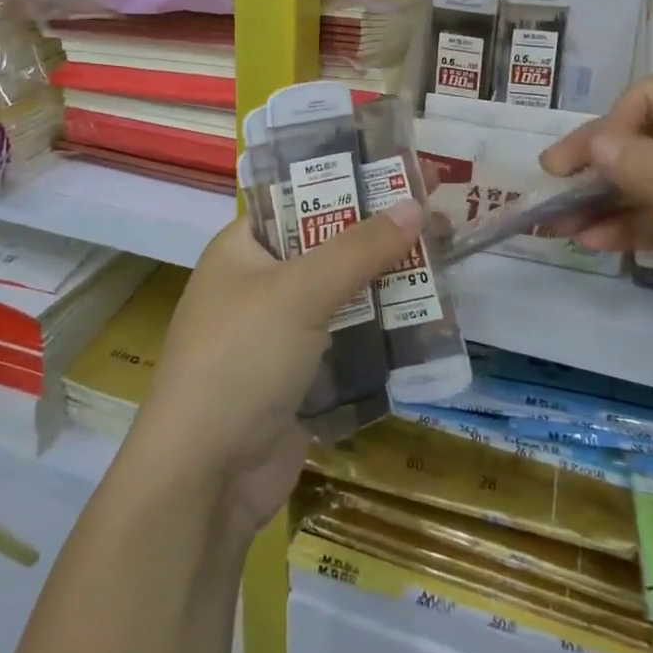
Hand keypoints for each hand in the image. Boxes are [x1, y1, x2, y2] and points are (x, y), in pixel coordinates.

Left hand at [128, 208, 422, 535]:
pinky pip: (348, 341)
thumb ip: (358, 248)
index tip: (401, 174)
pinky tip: (428, 320)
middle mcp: (258, 285)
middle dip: (380, 236)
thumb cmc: (241, 359)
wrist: (205, 478)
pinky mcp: (300, 378)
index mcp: (242, 248)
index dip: (348, 183)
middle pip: (328, 246)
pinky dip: (382, 332)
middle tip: (439, 218)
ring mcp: (279, 334)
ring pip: (343, 295)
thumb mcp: (300, 291)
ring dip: (388, 284)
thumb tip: (415, 206)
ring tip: (446, 263)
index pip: (299, 199)